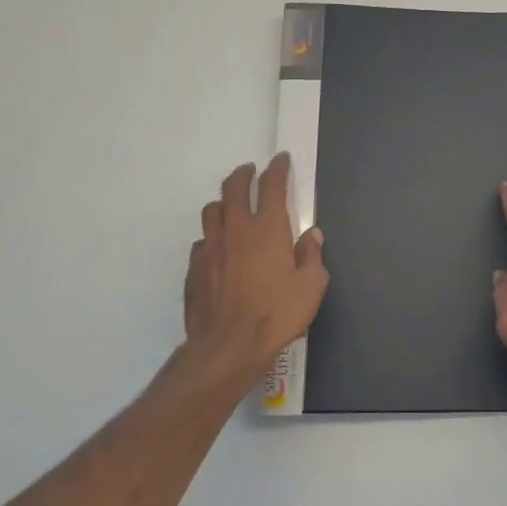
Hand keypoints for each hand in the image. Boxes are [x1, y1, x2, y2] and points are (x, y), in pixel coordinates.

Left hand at [185, 154, 327, 381]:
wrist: (228, 345)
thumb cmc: (277, 314)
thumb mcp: (311, 286)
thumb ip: (311, 256)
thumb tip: (311, 235)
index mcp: (267, 228)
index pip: (271, 186)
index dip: (277, 169)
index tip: (280, 160)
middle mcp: (235, 229)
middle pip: (233, 188)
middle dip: (243, 175)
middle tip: (250, 170)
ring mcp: (210, 248)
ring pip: (211, 211)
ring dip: (223, 202)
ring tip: (230, 205)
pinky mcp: (194, 269)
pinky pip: (202, 241)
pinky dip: (212, 236)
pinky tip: (219, 249)